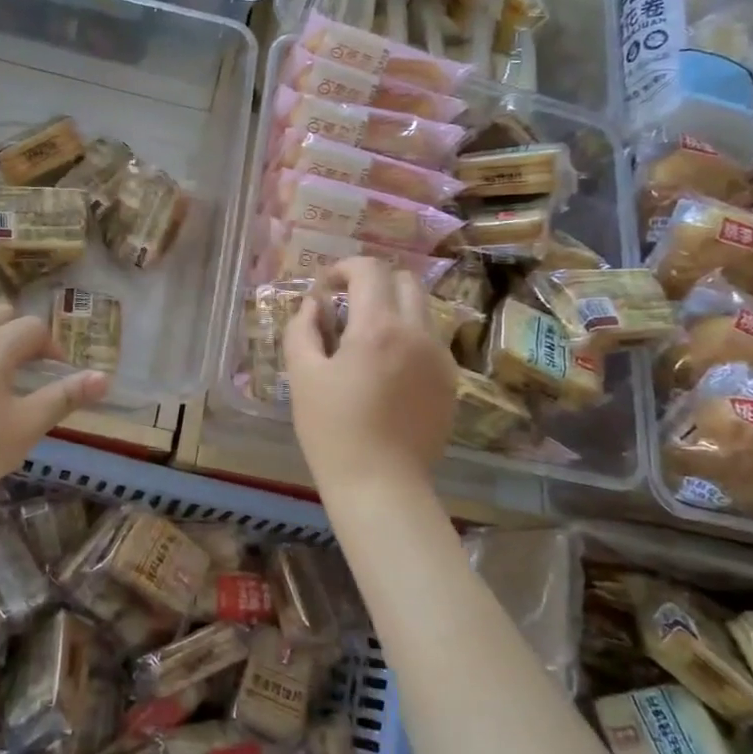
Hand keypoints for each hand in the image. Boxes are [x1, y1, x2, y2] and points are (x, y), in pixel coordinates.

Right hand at [285, 258, 455, 499]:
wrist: (381, 485)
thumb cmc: (332, 430)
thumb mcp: (303, 376)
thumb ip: (302, 330)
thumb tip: (312, 305)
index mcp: (378, 327)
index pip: (370, 270)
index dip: (344, 268)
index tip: (326, 288)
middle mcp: (417, 333)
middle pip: (405, 281)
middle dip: (373, 283)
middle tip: (346, 306)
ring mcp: (440, 357)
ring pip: (422, 310)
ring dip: (393, 308)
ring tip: (366, 339)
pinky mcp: (450, 381)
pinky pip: (430, 340)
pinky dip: (408, 336)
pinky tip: (387, 369)